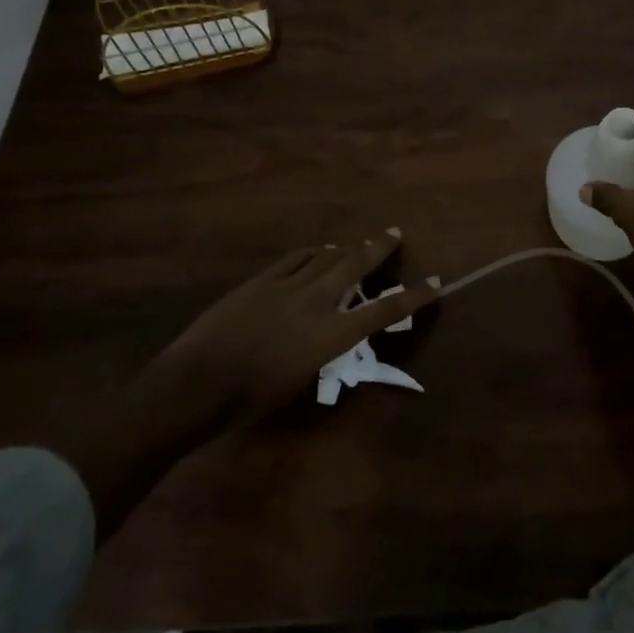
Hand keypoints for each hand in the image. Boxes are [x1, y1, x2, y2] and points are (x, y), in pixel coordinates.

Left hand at [149, 232, 436, 428]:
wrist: (198, 382)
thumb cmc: (250, 400)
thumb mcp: (300, 381)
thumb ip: (321, 352)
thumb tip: (330, 335)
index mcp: (330, 336)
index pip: (382, 311)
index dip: (412, 297)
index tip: (435, 282)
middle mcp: (316, 303)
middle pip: (355, 265)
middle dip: (379, 248)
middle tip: (394, 233)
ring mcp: (288, 286)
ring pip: (326, 256)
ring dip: (346, 248)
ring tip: (359, 243)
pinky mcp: (262, 280)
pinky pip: (296, 258)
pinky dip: (313, 252)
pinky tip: (319, 250)